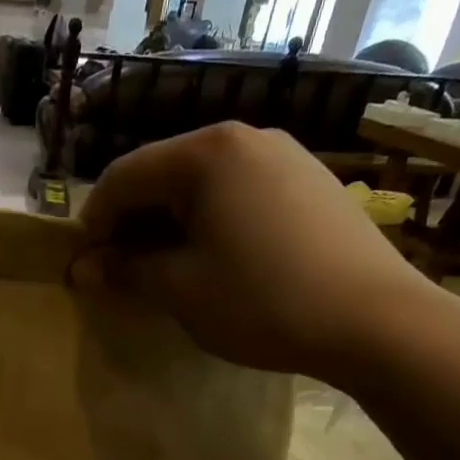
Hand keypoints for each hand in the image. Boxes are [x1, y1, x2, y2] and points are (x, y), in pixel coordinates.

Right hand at [70, 123, 438, 378]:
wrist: (377, 321)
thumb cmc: (263, 301)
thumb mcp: (181, 289)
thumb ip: (125, 271)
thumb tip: (83, 268)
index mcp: (206, 154)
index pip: (124, 176)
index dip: (93, 221)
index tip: (82, 264)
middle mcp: (244, 138)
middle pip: (163, 174)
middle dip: (132, 222)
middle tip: (118, 271)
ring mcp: (284, 156)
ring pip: (202, 184)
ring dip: (169, 224)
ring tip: (163, 269)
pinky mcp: (310, 182)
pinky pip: (239, 193)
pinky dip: (210, 222)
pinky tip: (214, 260)